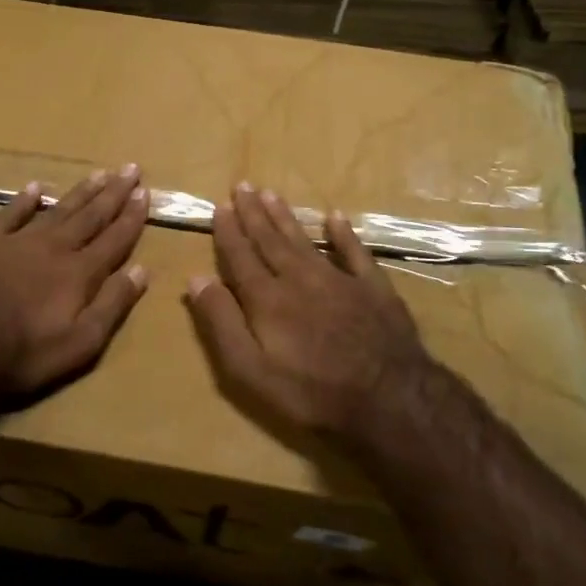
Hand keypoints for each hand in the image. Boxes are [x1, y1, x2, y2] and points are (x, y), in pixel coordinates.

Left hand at [0, 165, 150, 406]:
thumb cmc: (22, 353)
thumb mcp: (80, 343)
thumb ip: (112, 305)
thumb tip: (141, 270)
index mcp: (80, 273)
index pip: (114, 239)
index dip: (131, 217)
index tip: (145, 193)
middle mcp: (54, 248)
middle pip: (90, 216)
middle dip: (113, 193)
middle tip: (130, 168)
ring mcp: (17, 241)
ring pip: (57, 209)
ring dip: (80, 192)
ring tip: (98, 173)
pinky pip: (9, 213)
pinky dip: (24, 199)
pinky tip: (35, 187)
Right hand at [186, 184, 437, 444]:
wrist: (389, 399)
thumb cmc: (312, 391)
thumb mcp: (251, 369)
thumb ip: (222, 323)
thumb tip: (196, 279)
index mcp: (267, 298)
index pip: (241, 256)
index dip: (228, 232)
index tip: (220, 206)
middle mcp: (299, 278)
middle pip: (271, 240)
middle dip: (254, 213)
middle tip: (243, 186)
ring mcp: (339, 280)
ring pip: (305, 240)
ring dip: (286, 217)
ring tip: (271, 194)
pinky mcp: (373, 288)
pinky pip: (355, 252)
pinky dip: (344, 234)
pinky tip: (336, 217)